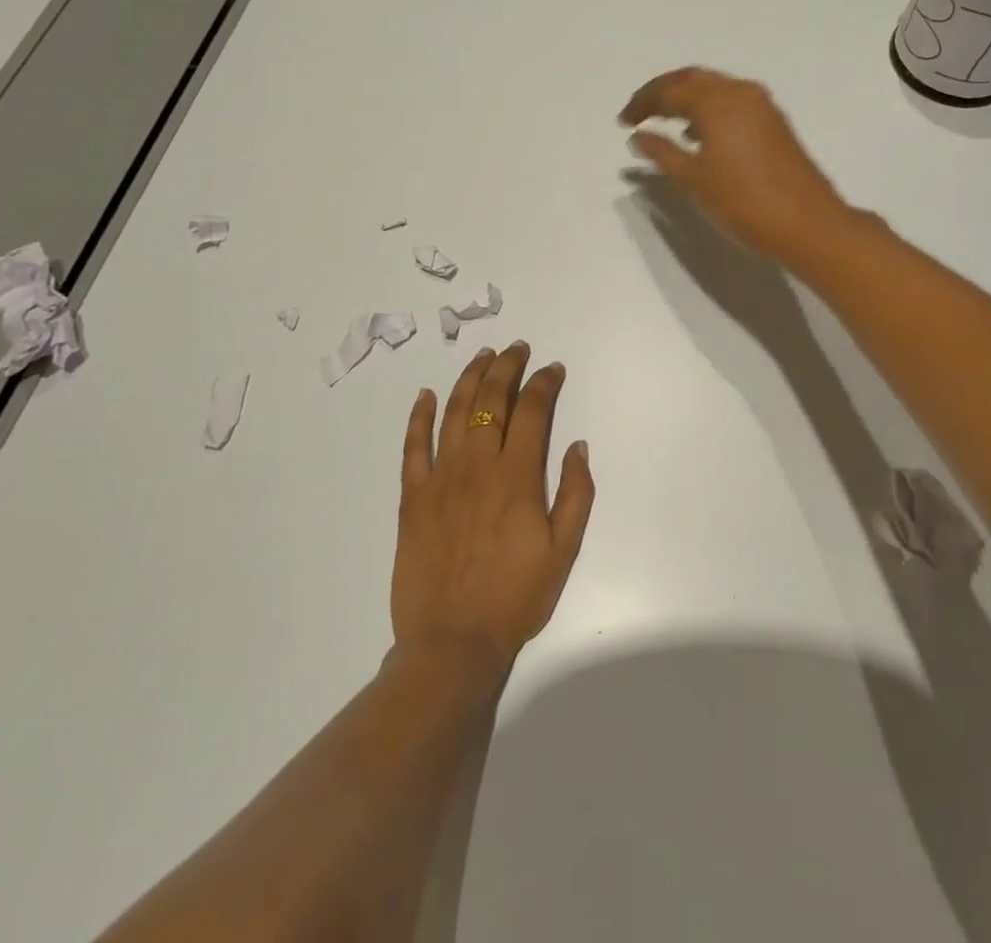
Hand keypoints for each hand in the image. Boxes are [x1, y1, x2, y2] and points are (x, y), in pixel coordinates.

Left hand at [392, 343, 594, 673]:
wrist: (453, 642)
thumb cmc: (516, 597)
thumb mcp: (564, 551)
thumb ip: (575, 492)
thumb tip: (577, 444)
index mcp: (517, 477)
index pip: (533, 411)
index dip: (544, 382)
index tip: (553, 368)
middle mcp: (478, 465)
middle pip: (492, 400)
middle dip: (506, 367)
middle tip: (516, 348)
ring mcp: (441, 478)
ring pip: (455, 412)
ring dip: (469, 378)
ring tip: (481, 355)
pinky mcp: (413, 496)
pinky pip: (414, 446)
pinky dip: (420, 416)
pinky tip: (427, 395)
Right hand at [619, 67, 849, 263]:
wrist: (807, 222)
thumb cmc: (743, 202)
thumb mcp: (693, 180)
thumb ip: (662, 152)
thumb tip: (638, 136)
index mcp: (716, 102)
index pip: (669, 90)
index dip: (642, 103)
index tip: (623, 121)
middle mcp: (739, 92)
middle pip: (692, 79)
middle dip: (663, 91)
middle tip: (639, 111)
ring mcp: (761, 105)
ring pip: (714, 87)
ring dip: (686, 97)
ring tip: (664, 120)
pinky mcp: (774, 121)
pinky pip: (732, 101)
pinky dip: (708, 108)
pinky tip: (699, 133)